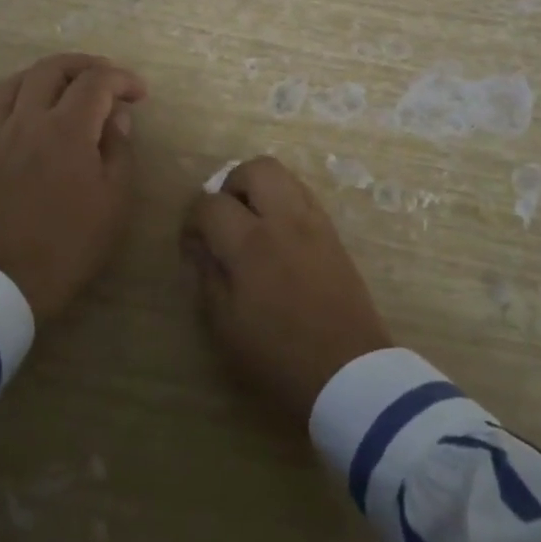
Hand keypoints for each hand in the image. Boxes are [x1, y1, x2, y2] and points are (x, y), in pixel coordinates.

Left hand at [0, 53, 146, 322]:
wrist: (8, 279)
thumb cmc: (72, 242)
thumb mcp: (115, 198)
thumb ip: (119, 148)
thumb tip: (115, 116)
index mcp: (66, 129)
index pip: (96, 82)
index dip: (122, 79)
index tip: (140, 94)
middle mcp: (29, 120)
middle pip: (53, 68)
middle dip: (86, 65)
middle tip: (109, 80)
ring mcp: (1, 134)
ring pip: (19, 80)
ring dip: (49, 73)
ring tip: (71, 85)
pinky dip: (16, 94)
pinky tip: (29, 104)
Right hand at [182, 157, 392, 420]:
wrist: (348, 372)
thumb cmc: (278, 355)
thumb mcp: (226, 324)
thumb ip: (208, 275)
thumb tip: (200, 246)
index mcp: (251, 244)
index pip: (211, 204)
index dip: (192, 219)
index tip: (192, 243)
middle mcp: (284, 221)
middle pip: (256, 169)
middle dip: (231, 184)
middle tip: (224, 216)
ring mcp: (314, 223)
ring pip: (285, 176)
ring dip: (261, 189)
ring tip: (251, 222)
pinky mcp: (334, 234)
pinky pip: (304, 197)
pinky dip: (284, 202)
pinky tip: (277, 234)